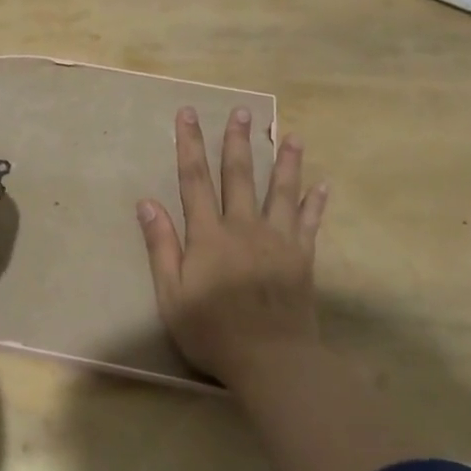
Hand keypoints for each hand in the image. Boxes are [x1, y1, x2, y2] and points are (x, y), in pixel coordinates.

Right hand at [137, 106, 329, 388]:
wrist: (272, 360)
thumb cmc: (213, 331)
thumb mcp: (171, 295)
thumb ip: (162, 247)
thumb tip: (147, 203)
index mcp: (208, 235)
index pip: (194, 180)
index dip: (190, 145)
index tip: (188, 114)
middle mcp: (244, 227)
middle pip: (239, 176)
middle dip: (237, 141)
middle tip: (242, 110)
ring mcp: (278, 241)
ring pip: (281, 192)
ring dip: (286, 162)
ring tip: (292, 136)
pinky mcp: (302, 258)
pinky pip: (311, 223)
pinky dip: (317, 203)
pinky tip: (323, 185)